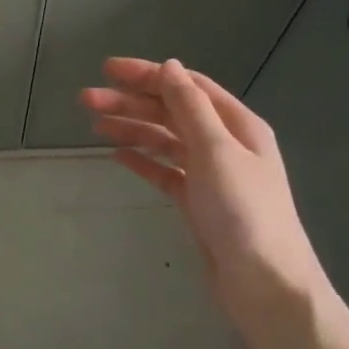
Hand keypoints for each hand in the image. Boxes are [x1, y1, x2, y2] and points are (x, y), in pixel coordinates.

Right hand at [80, 57, 333, 334]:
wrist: (263, 283)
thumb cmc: (243, 211)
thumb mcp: (216, 151)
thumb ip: (190, 108)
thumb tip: (169, 66)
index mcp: (236, 125)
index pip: (186, 87)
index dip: (148, 74)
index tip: (107, 70)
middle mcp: (224, 144)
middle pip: (171, 112)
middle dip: (130, 102)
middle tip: (86, 100)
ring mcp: (210, 174)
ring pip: (164, 141)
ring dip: (131, 129)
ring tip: (94, 125)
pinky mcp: (197, 202)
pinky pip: (164, 172)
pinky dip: (142, 161)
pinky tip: (117, 155)